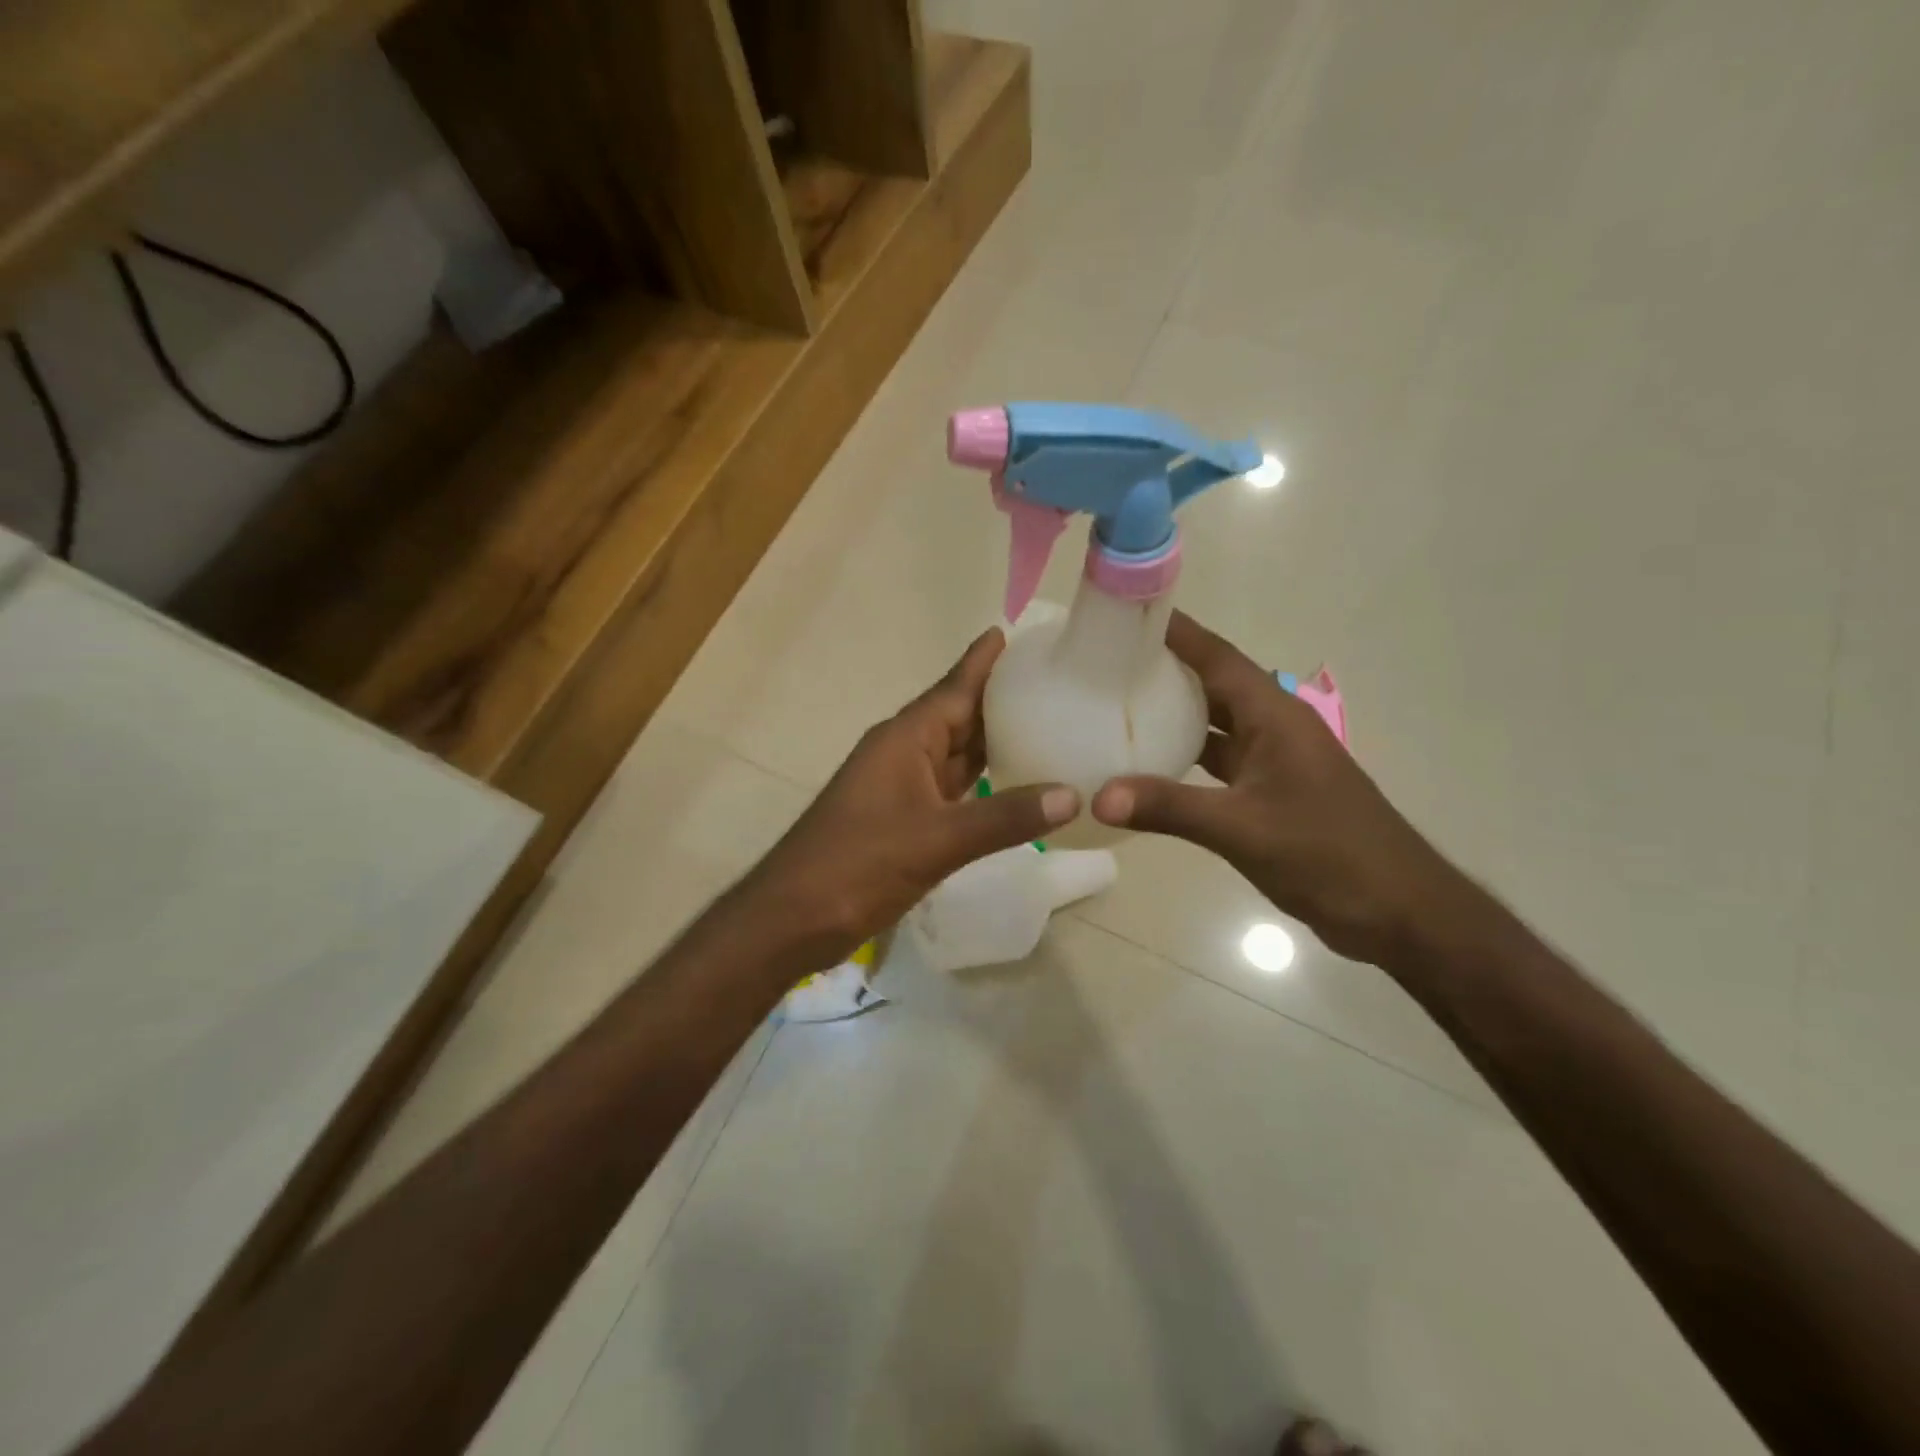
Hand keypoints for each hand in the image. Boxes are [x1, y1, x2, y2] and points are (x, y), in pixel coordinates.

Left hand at [742, 629, 1078, 964]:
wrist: (793, 917)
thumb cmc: (858, 864)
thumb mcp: (937, 839)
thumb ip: (1005, 817)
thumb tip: (1073, 794)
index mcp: (906, 739)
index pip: (954, 688)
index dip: (983, 661)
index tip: (1014, 630)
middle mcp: (905, 753)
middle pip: (960, 716)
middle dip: (1000, 697)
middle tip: (1052, 678)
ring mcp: (903, 788)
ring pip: (957, 754)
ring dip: (995, 740)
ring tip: (1045, 721)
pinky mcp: (905, 821)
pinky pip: (953, 789)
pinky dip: (984, 782)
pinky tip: (1014, 784)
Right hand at [1091, 612, 1467, 964]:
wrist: (1398, 910)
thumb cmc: (1328, 854)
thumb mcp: (1242, 829)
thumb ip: (1169, 808)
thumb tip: (1098, 797)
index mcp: (1274, 717)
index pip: (1217, 657)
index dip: (1174, 631)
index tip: (1125, 612)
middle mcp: (1273, 728)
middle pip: (1212, 684)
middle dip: (1163, 668)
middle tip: (1104, 661)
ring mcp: (1273, 761)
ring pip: (1214, 724)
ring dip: (1172, 714)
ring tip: (1116, 705)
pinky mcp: (1270, 793)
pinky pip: (1218, 762)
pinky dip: (1184, 758)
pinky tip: (1149, 767)